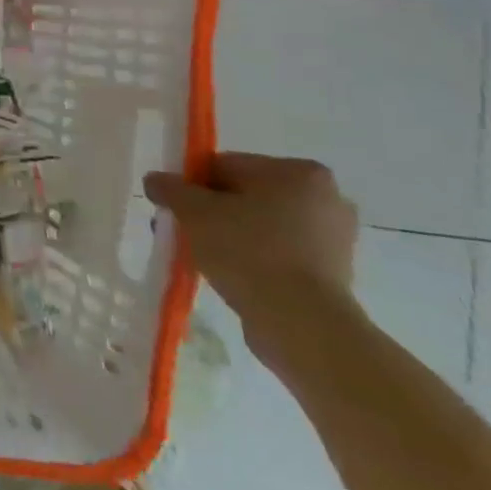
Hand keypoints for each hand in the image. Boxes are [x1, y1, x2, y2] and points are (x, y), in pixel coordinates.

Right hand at [144, 153, 360, 368]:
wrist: (302, 323)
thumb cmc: (249, 252)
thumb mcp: (194, 212)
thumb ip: (170, 188)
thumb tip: (155, 180)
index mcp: (299, 172)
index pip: (227, 165)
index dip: (193, 185)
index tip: (175, 209)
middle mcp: (326, 197)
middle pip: (246, 195)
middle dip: (212, 212)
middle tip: (185, 234)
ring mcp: (334, 238)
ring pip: (262, 225)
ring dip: (232, 236)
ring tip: (205, 259)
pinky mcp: (334, 272)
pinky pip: (280, 253)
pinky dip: (256, 259)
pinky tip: (234, 276)